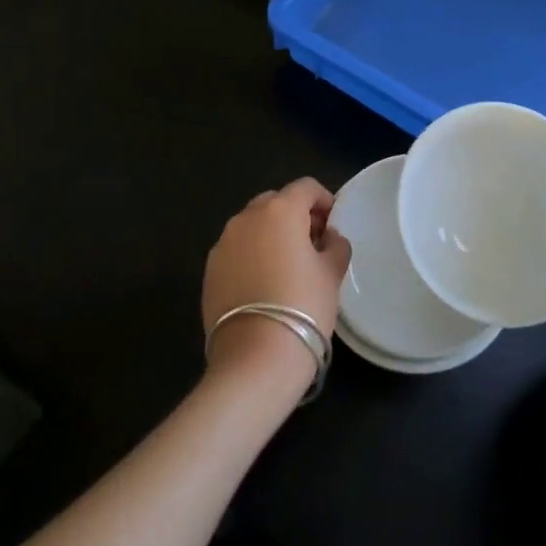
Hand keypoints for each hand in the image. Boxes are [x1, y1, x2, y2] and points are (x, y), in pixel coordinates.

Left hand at [202, 178, 351, 397]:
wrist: (255, 358)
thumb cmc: (303, 306)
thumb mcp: (332, 273)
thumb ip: (335, 245)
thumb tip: (329, 237)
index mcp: (280, 210)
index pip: (306, 187)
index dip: (324, 200)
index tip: (333, 225)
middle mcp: (246, 218)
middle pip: (275, 201)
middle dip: (295, 215)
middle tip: (312, 244)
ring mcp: (223, 243)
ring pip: (252, 225)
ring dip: (271, 235)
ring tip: (287, 266)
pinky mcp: (209, 270)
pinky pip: (236, 250)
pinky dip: (252, 255)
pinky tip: (264, 284)